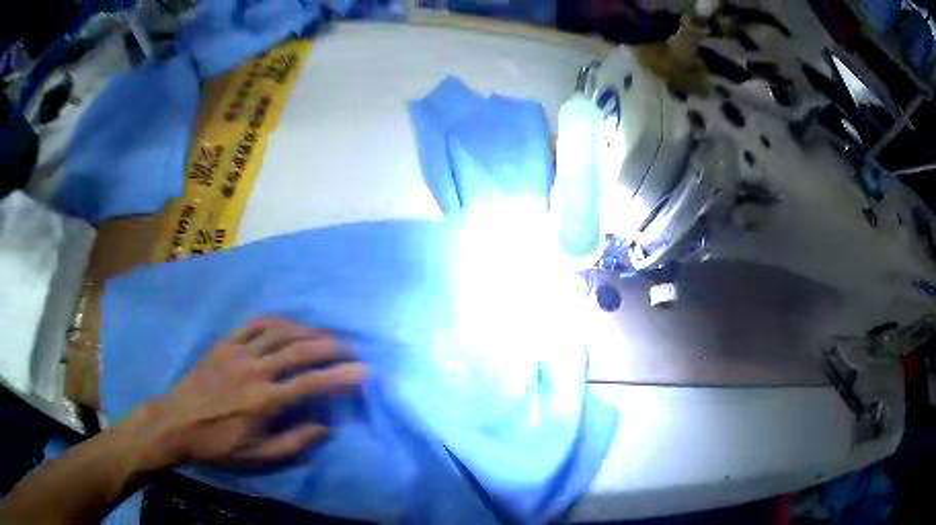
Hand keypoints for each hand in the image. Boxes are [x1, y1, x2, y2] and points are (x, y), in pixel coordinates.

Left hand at [123, 318, 366, 470]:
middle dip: (331, 347)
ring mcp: (237, 352)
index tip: (365, 372)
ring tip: (325, 336)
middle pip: (299, 350)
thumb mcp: (257, 456)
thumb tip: (324, 428)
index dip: (341, 377)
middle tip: (351, 348)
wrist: (176, 422)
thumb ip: (293, 443)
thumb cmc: (217, 443)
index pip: (311, 384)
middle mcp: (254, 370)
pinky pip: (253, 326)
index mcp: (264, 401)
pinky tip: (286, 325)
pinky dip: (275, 322)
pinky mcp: (223, 344)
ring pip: (279, 332)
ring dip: (306, 331)